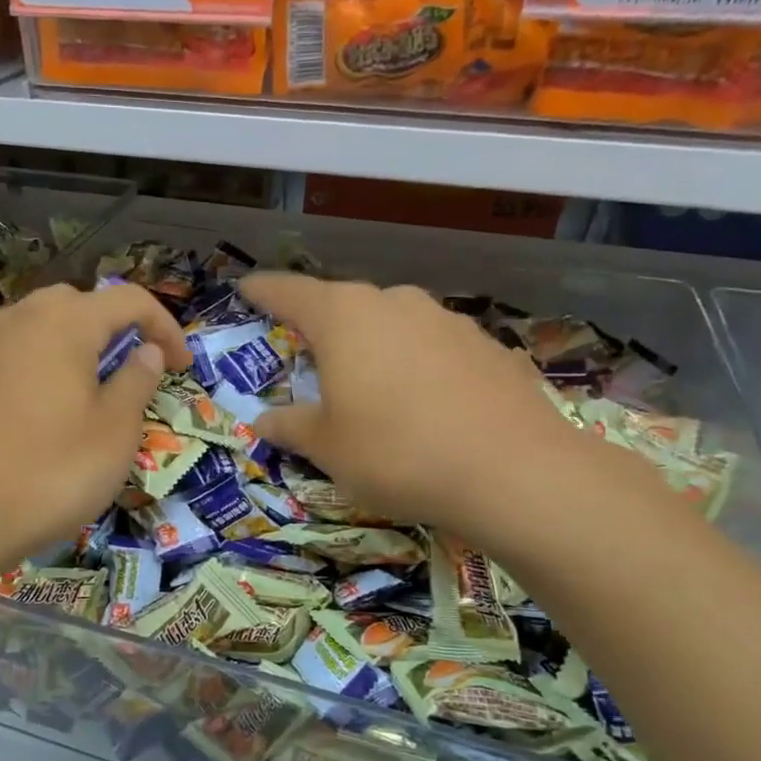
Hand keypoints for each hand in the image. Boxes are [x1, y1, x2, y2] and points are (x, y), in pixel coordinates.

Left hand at [0, 282, 190, 570]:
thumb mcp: (115, 431)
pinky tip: (47, 408)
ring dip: (77, 345)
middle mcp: (21, 319)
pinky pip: (16, 353)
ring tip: (94, 387)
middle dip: (116, 327)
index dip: (165, 327)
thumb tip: (147, 351)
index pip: (130, 300)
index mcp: (65, 322)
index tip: (182, 366)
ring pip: (43, 326)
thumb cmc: (51, 471)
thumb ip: (137, 381)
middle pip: (81, 304)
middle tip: (135, 369)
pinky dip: (43, 365)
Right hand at [240, 272, 606, 553]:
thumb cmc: (396, 452)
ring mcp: (448, 321)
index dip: (264, 291)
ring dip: (378, 345)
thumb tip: (264, 420)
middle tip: (311, 354)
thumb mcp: (328, 447)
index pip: (290, 293)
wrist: (513, 471)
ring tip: (375, 384)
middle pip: (346, 305)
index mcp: (344, 317)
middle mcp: (395, 304)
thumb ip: (291, 426)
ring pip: (396, 323)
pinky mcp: (489, 347)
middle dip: (325, 326)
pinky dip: (422, 366)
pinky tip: (430, 403)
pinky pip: (438, 349)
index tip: (247, 288)